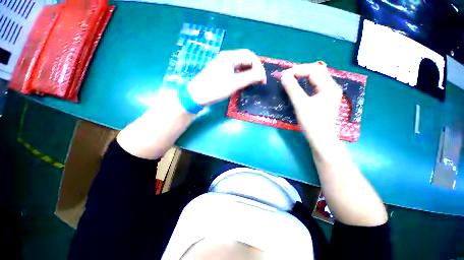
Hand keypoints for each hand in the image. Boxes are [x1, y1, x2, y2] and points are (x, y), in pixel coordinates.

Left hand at [187, 49, 266, 105]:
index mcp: (229, 56)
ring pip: (241, 64)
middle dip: (255, 68)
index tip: (263, 80)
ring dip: (249, 71)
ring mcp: (223, 63)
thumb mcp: (234, 84)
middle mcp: (226, 57)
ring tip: (254, 81)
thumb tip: (262, 74)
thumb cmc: (215, 89)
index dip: (259, 67)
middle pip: (246, 58)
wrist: (197, 95)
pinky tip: (244, 80)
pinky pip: (235, 69)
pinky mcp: (221, 70)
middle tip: (259, 80)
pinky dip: (242, 74)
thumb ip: (249, 77)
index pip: (250, 56)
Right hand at [280, 63, 341, 145]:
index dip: (297, 70)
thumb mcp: (300, 104)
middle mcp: (331, 86)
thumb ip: (292, 89)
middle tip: (285, 76)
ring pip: (314, 78)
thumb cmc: (312, 122)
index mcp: (329, 86)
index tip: (283, 75)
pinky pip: (313, 85)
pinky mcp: (323, 97)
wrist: (320, 138)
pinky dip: (304, 83)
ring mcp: (328, 92)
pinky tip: (297, 85)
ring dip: (301, 76)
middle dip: (299, 71)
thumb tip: (283, 76)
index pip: (313, 70)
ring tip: (289, 78)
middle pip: (315, 72)